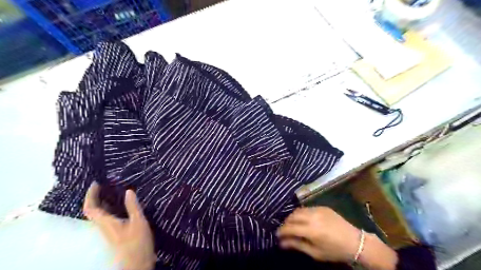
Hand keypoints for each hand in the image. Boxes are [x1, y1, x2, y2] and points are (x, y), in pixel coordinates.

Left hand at [83, 183, 156, 268]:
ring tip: (113, 190)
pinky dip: (110, 208)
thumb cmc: (137, 242)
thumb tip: (128, 191)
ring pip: (100, 214)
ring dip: (103, 202)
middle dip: (96, 197)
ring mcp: (109, 230)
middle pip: (93, 211)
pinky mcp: (115, 232)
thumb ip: (133, 206)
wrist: (137, 262)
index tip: (96, 183)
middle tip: (105, 184)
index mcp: (106, 223)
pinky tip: (121, 204)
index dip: (90, 195)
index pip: (91, 208)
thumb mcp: (138, 222)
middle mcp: (104, 226)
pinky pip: (108, 217)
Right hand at [275, 207, 359, 262]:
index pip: (290, 228)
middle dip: (285, 223)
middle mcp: (312, 216)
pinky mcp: (322, 206)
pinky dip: (302, 213)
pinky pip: (307, 208)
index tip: (277, 235)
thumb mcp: (315, 252)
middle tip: (284, 230)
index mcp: (311, 230)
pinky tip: (303, 219)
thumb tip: (282, 243)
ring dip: (292, 216)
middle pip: (292, 216)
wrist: (355, 241)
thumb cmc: (335, 251)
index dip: (281, 231)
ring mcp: (318, 209)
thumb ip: (297, 245)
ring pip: (298, 210)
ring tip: (292, 224)